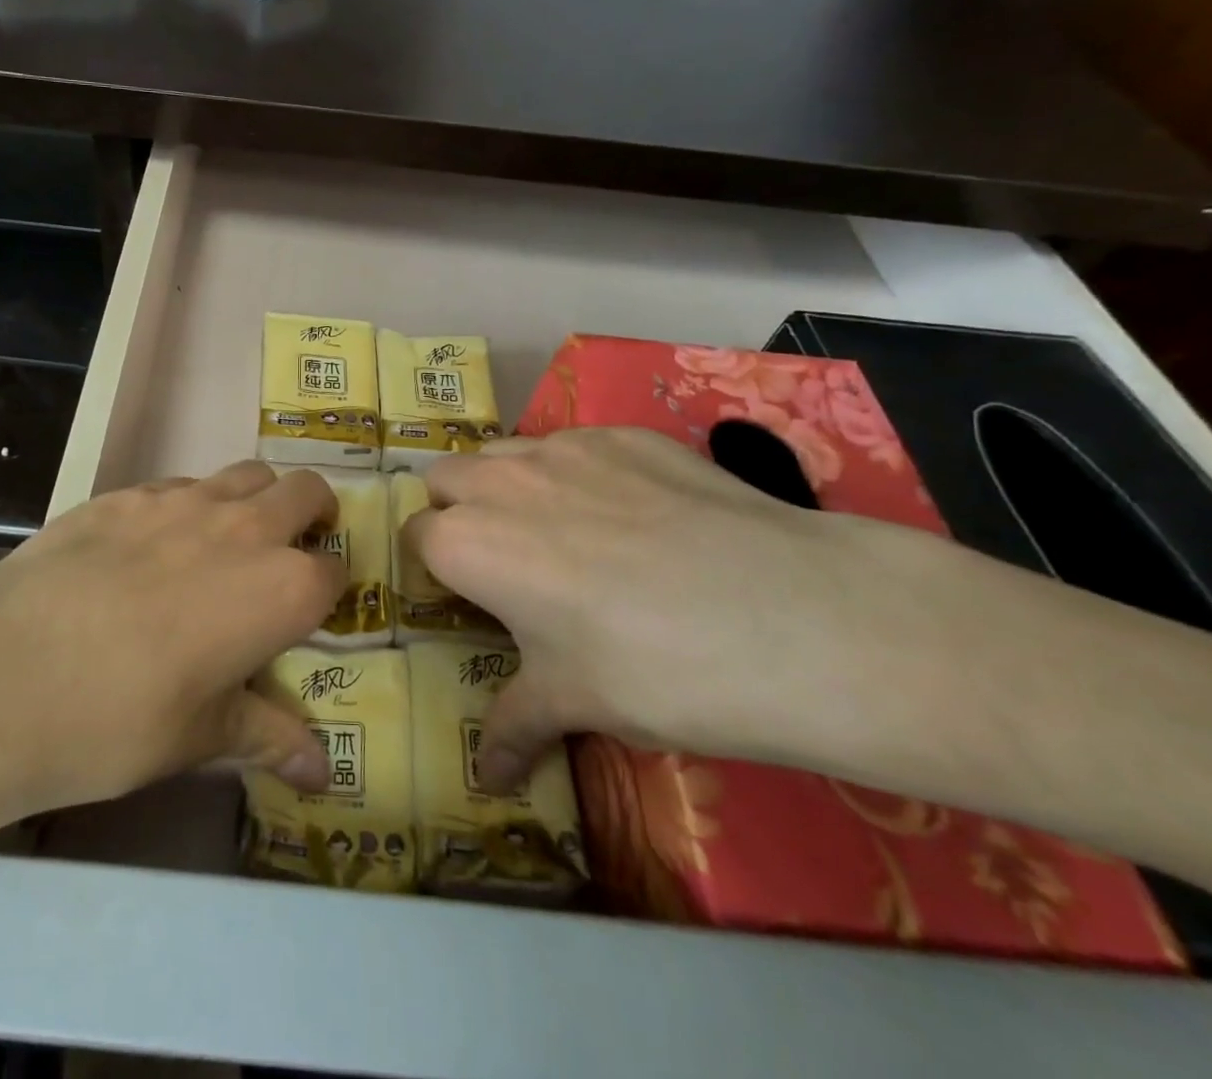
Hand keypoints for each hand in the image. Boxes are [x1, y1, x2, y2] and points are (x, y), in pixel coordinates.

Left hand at [0, 461, 342, 850]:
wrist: (9, 666)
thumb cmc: (120, 716)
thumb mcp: (199, 737)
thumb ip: (266, 737)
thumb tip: (321, 773)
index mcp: (281, 589)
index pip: (333, 572)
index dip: (329, 591)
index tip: (311, 612)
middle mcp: (245, 529)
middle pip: (304, 491)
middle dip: (312, 513)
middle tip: (292, 548)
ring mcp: (184, 500)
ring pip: (246, 474)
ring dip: (255, 498)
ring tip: (229, 540)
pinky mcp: (128, 491)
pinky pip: (181, 484)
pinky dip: (191, 504)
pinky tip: (153, 545)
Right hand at [410, 428, 961, 793]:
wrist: (795, 618)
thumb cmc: (655, 671)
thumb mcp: (574, 704)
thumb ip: (514, 726)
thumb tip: (490, 778)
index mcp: (467, 542)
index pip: (416, 538)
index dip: (435, 569)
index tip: (466, 597)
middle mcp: (500, 481)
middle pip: (445, 477)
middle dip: (456, 510)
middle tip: (504, 559)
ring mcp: (565, 447)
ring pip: (505, 453)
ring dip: (509, 485)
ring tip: (563, 532)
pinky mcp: (625, 434)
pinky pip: (575, 445)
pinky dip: (577, 472)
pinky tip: (634, 516)